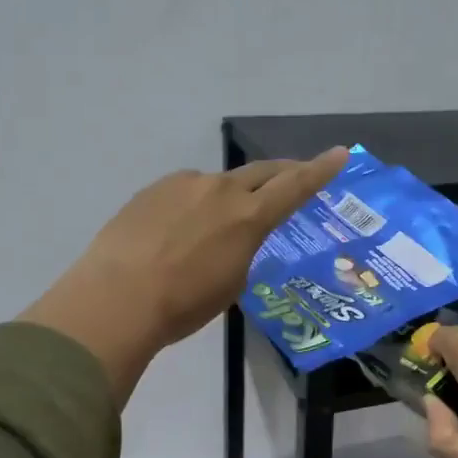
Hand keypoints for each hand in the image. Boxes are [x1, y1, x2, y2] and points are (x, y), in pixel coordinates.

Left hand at [23, 147, 349, 403]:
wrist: (117, 298)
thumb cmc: (183, 304)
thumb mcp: (231, 284)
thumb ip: (242, 249)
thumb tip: (232, 238)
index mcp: (248, 217)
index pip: (295, 186)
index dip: (320, 170)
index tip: (340, 152)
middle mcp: (220, 190)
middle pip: (261, 172)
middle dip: (281, 173)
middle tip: (293, 176)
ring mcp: (183, 185)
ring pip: (218, 184)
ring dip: (227, 197)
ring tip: (214, 227)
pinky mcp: (152, 190)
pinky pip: (185, 191)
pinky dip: (193, 205)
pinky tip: (176, 230)